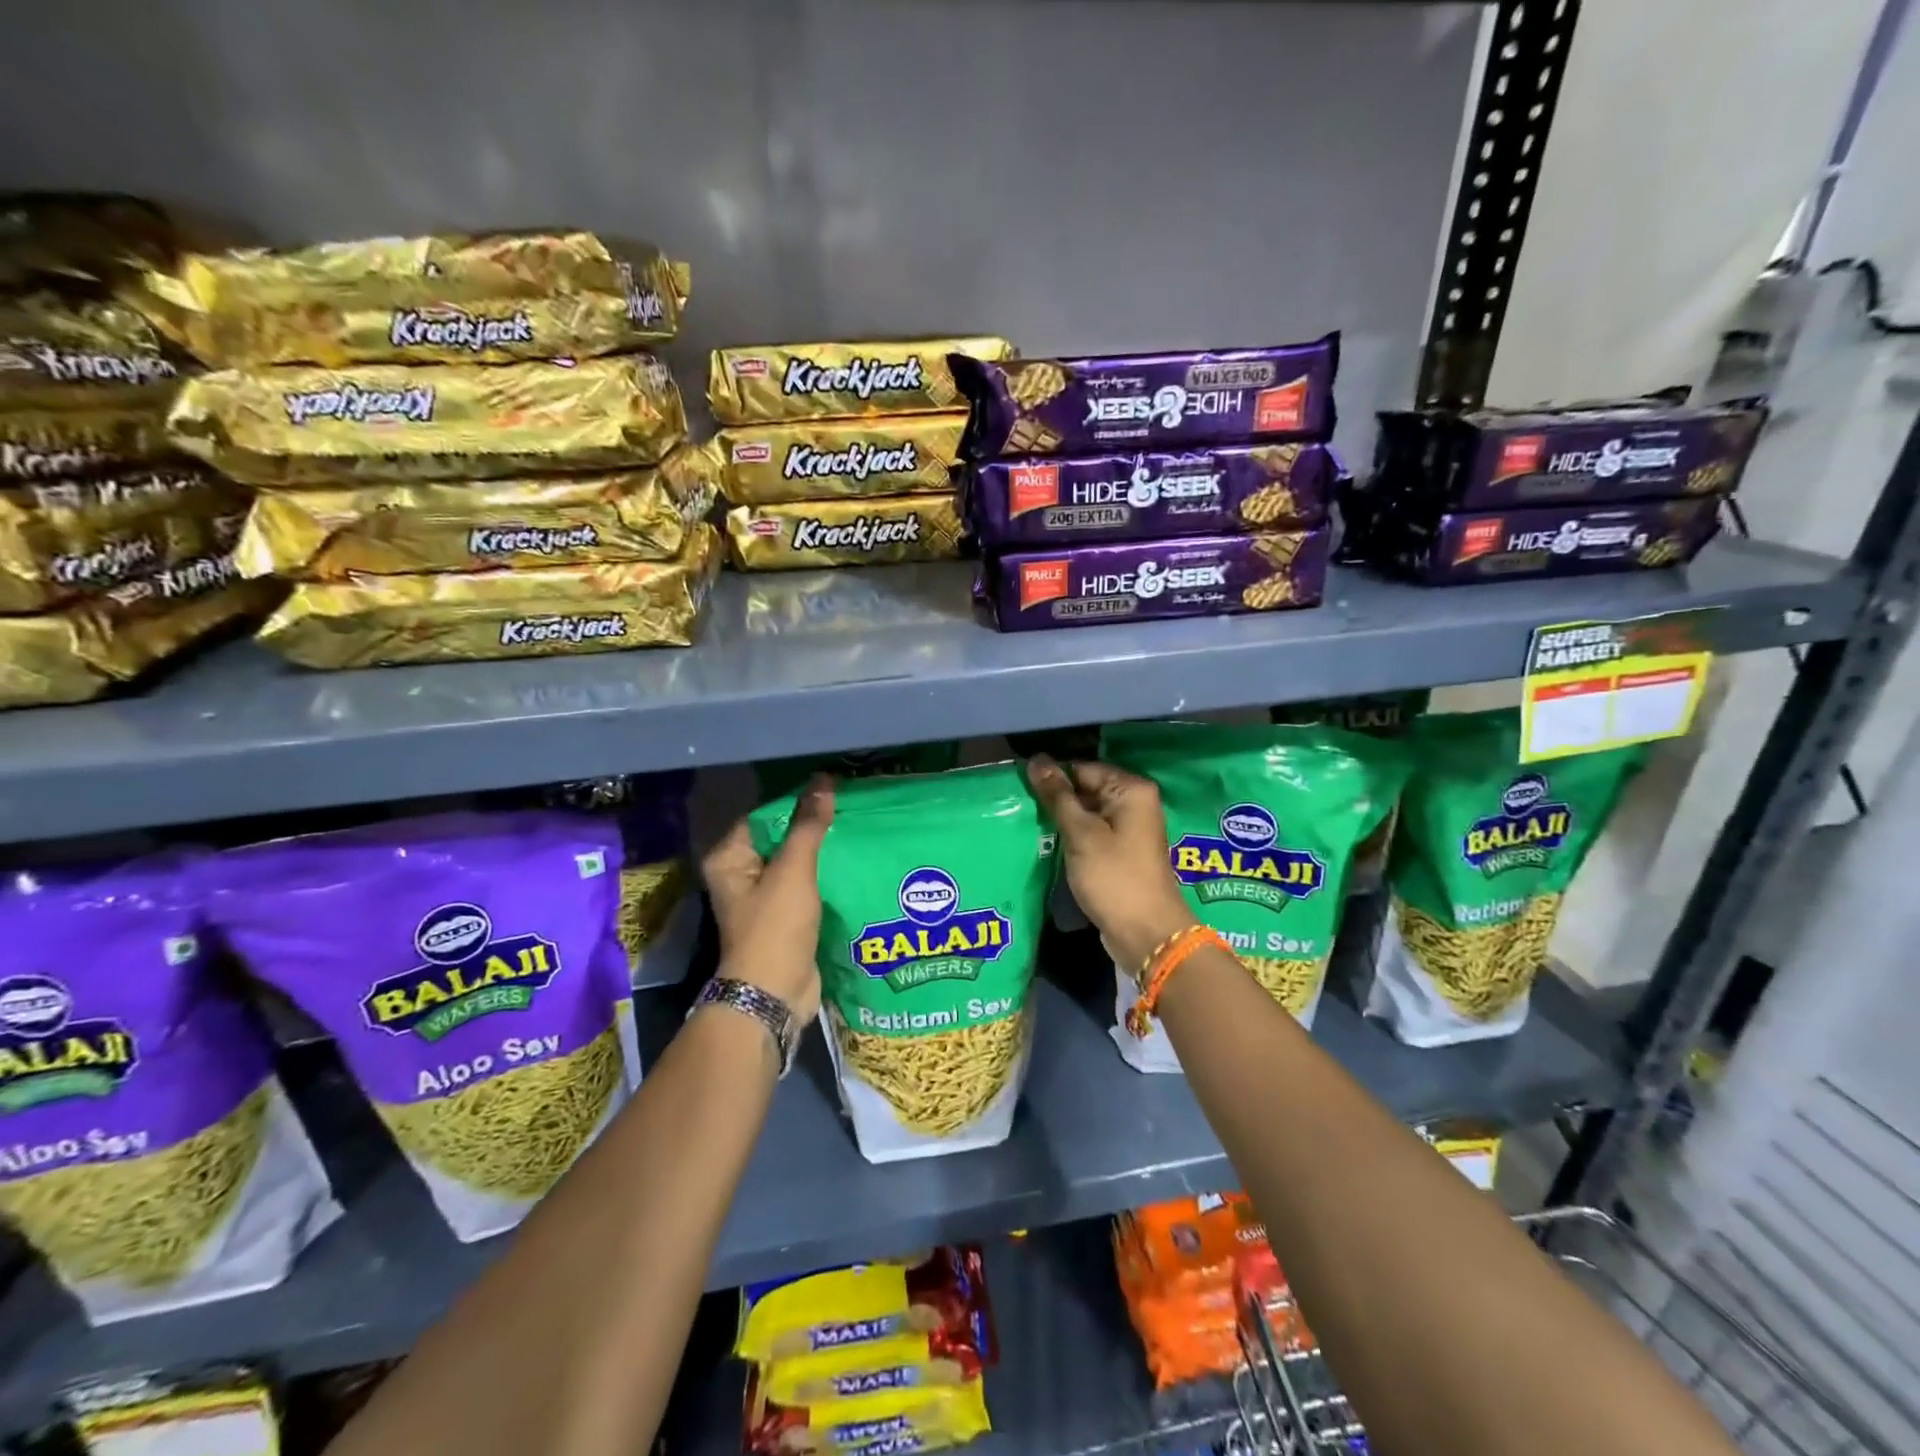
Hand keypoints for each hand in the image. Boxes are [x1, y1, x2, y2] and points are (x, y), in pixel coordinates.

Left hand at [701, 776, 833, 1023]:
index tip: (832, 792)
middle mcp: (741, 875)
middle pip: (781, 838)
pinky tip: (854, 864)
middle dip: (813, 827)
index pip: (764, 816)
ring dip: (823, 852)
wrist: (775, 994)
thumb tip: (823, 781)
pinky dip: (826, 876)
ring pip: (797, 863)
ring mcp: (763, 898)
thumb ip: (808, 826)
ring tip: (857, 831)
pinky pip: (807, 886)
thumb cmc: (776, 927)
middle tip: (850, 809)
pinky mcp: (785, 917)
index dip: (796, 803)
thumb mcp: (794, 871)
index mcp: (729, 859)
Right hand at [1025, 755, 1196, 976]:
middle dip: (1056, 800)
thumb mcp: (1080, 834)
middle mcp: (1135, 803)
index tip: (1020, 788)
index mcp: (1131, 790)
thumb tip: (1037, 760)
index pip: (1082, 769)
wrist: (1146, 934)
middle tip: (1020, 809)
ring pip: (1087, 814)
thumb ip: (1058, 796)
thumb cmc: (1114, 877)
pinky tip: (1048, 844)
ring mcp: (1130, 829)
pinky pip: (1092, 834)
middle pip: (1086, 789)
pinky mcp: (1122, 852)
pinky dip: (1073, 838)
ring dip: (1062, 821)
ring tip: (1028, 825)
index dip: (1052, 778)